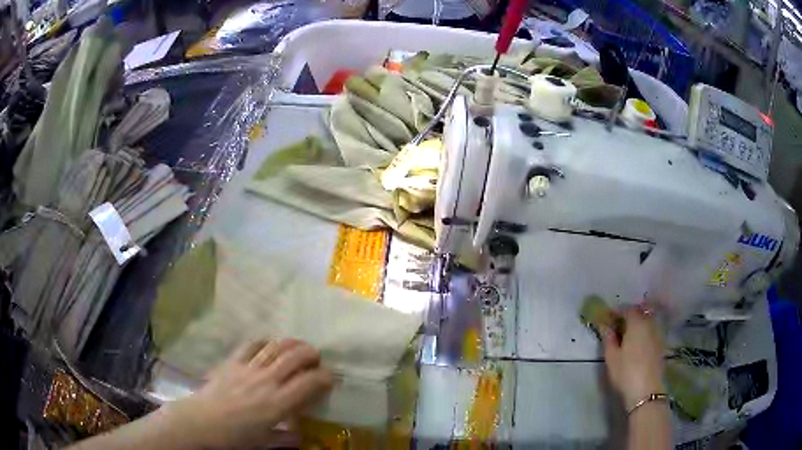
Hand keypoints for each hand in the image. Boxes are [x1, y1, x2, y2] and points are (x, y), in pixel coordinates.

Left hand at [165, 339, 333, 448]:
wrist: (201, 422)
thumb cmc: (234, 437)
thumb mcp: (264, 442)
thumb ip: (285, 438)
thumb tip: (300, 437)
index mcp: (278, 403)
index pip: (309, 383)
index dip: (325, 377)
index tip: (330, 378)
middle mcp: (267, 381)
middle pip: (295, 357)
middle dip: (311, 353)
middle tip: (316, 358)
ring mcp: (248, 368)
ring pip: (275, 346)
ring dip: (291, 343)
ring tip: (298, 346)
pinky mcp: (233, 362)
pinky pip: (251, 345)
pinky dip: (264, 341)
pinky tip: (268, 344)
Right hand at [600, 308, 664, 409]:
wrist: (646, 390)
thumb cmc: (626, 372)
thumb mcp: (611, 356)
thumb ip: (608, 338)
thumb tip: (604, 325)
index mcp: (636, 323)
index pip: (627, 309)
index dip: (617, 311)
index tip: (608, 317)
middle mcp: (649, 323)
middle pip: (639, 313)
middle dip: (629, 316)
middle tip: (617, 325)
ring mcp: (657, 333)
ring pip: (647, 321)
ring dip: (638, 323)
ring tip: (627, 335)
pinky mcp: (661, 344)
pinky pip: (651, 331)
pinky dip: (644, 332)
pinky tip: (637, 343)